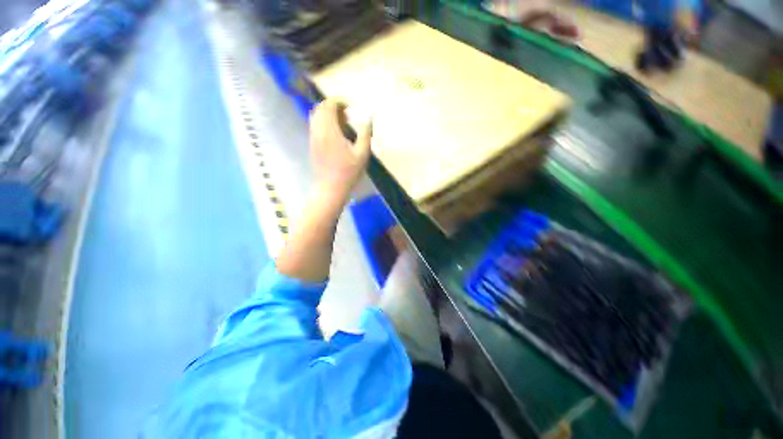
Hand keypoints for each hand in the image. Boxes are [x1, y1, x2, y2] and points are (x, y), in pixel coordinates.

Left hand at [309, 99, 371, 201]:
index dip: (339, 101)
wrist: (330, 188)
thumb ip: (365, 133)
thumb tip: (368, 117)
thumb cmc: (348, 172)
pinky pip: (315, 126)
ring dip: (328, 115)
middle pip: (320, 108)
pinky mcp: (312, 145)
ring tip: (343, 125)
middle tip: (348, 115)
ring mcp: (313, 138)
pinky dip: (324, 123)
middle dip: (333, 107)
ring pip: (316, 117)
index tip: (351, 107)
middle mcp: (317, 131)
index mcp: (329, 130)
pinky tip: (336, 135)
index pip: (328, 105)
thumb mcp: (362, 153)